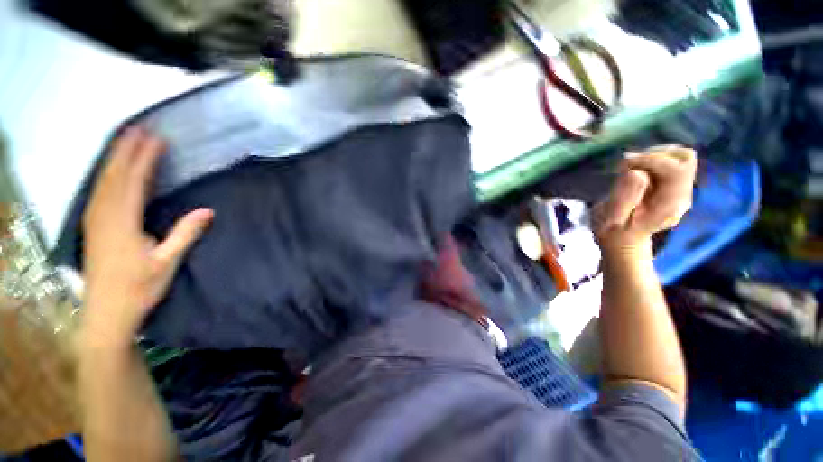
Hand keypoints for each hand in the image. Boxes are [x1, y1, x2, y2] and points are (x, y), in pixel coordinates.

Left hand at [82, 127, 212, 346]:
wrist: (107, 313)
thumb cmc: (139, 288)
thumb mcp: (167, 262)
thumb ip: (185, 234)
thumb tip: (208, 210)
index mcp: (122, 223)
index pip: (134, 182)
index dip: (145, 159)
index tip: (157, 139)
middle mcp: (104, 215)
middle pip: (114, 175)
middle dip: (126, 150)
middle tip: (139, 128)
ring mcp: (94, 220)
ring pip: (103, 181)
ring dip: (114, 158)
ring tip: (125, 140)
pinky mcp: (92, 226)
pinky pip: (98, 191)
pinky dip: (106, 175)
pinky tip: (112, 170)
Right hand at [594, 145, 696, 256]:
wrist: (623, 240)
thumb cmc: (613, 230)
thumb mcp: (611, 218)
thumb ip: (624, 196)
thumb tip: (636, 172)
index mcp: (669, 205)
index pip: (676, 169)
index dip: (650, 160)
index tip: (622, 166)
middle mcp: (682, 196)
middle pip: (684, 158)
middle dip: (654, 155)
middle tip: (628, 165)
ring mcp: (681, 191)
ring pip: (679, 156)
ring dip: (652, 156)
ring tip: (629, 168)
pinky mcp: (674, 185)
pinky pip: (671, 161)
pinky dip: (652, 159)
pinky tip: (634, 171)